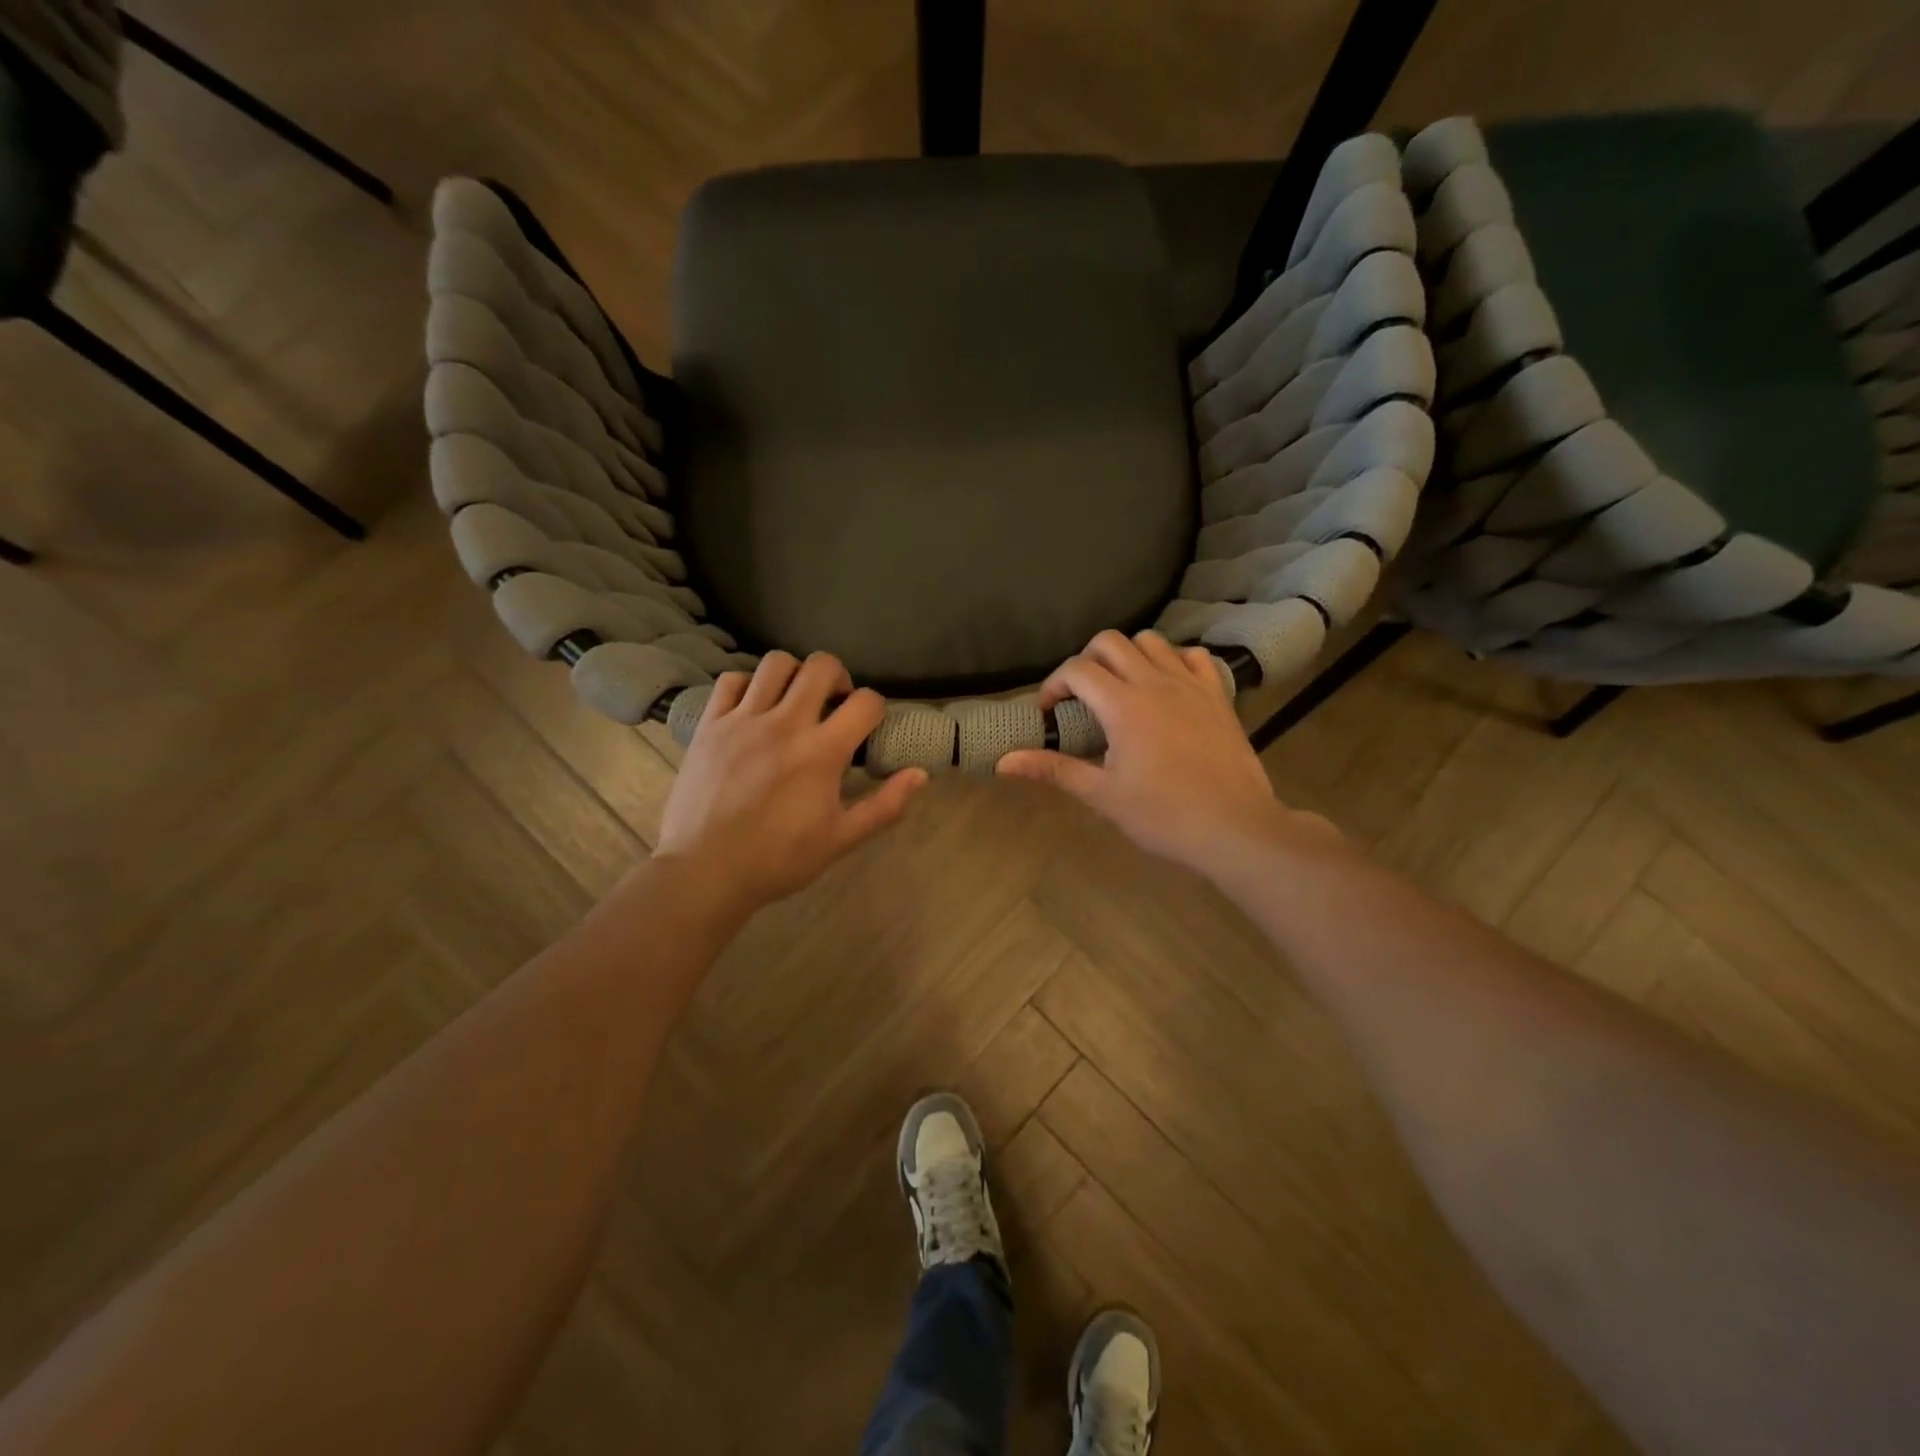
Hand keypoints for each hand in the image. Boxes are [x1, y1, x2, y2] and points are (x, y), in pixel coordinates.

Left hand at [656, 652, 927, 917]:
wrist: (705, 871)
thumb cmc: (778, 859)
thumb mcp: (841, 839)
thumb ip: (885, 806)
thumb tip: (921, 774)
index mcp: (822, 751)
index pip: (866, 702)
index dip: (876, 708)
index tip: (868, 726)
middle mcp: (785, 723)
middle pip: (821, 666)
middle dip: (838, 677)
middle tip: (834, 703)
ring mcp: (743, 720)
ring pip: (775, 663)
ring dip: (794, 674)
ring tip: (794, 699)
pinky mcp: (710, 724)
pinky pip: (731, 681)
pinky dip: (748, 685)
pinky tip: (754, 708)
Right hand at [997, 630, 1337, 879]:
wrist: (1235, 827)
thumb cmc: (1163, 816)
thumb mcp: (1102, 795)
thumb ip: (1053, 770)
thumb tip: (1003, 762)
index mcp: (1123, 706)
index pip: (1077, 670)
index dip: (1053, 684)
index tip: (1048, 711)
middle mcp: (1155, 682)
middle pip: (1110, 642)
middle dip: (1086, 661)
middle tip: (1080, 695)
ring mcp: (1190, 685)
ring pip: (1152, 641)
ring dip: (1128, 656)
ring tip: (1121, 687)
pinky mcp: (1217, 695)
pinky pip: (1193, 656)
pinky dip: (1174, 661)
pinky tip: (1167, 686)